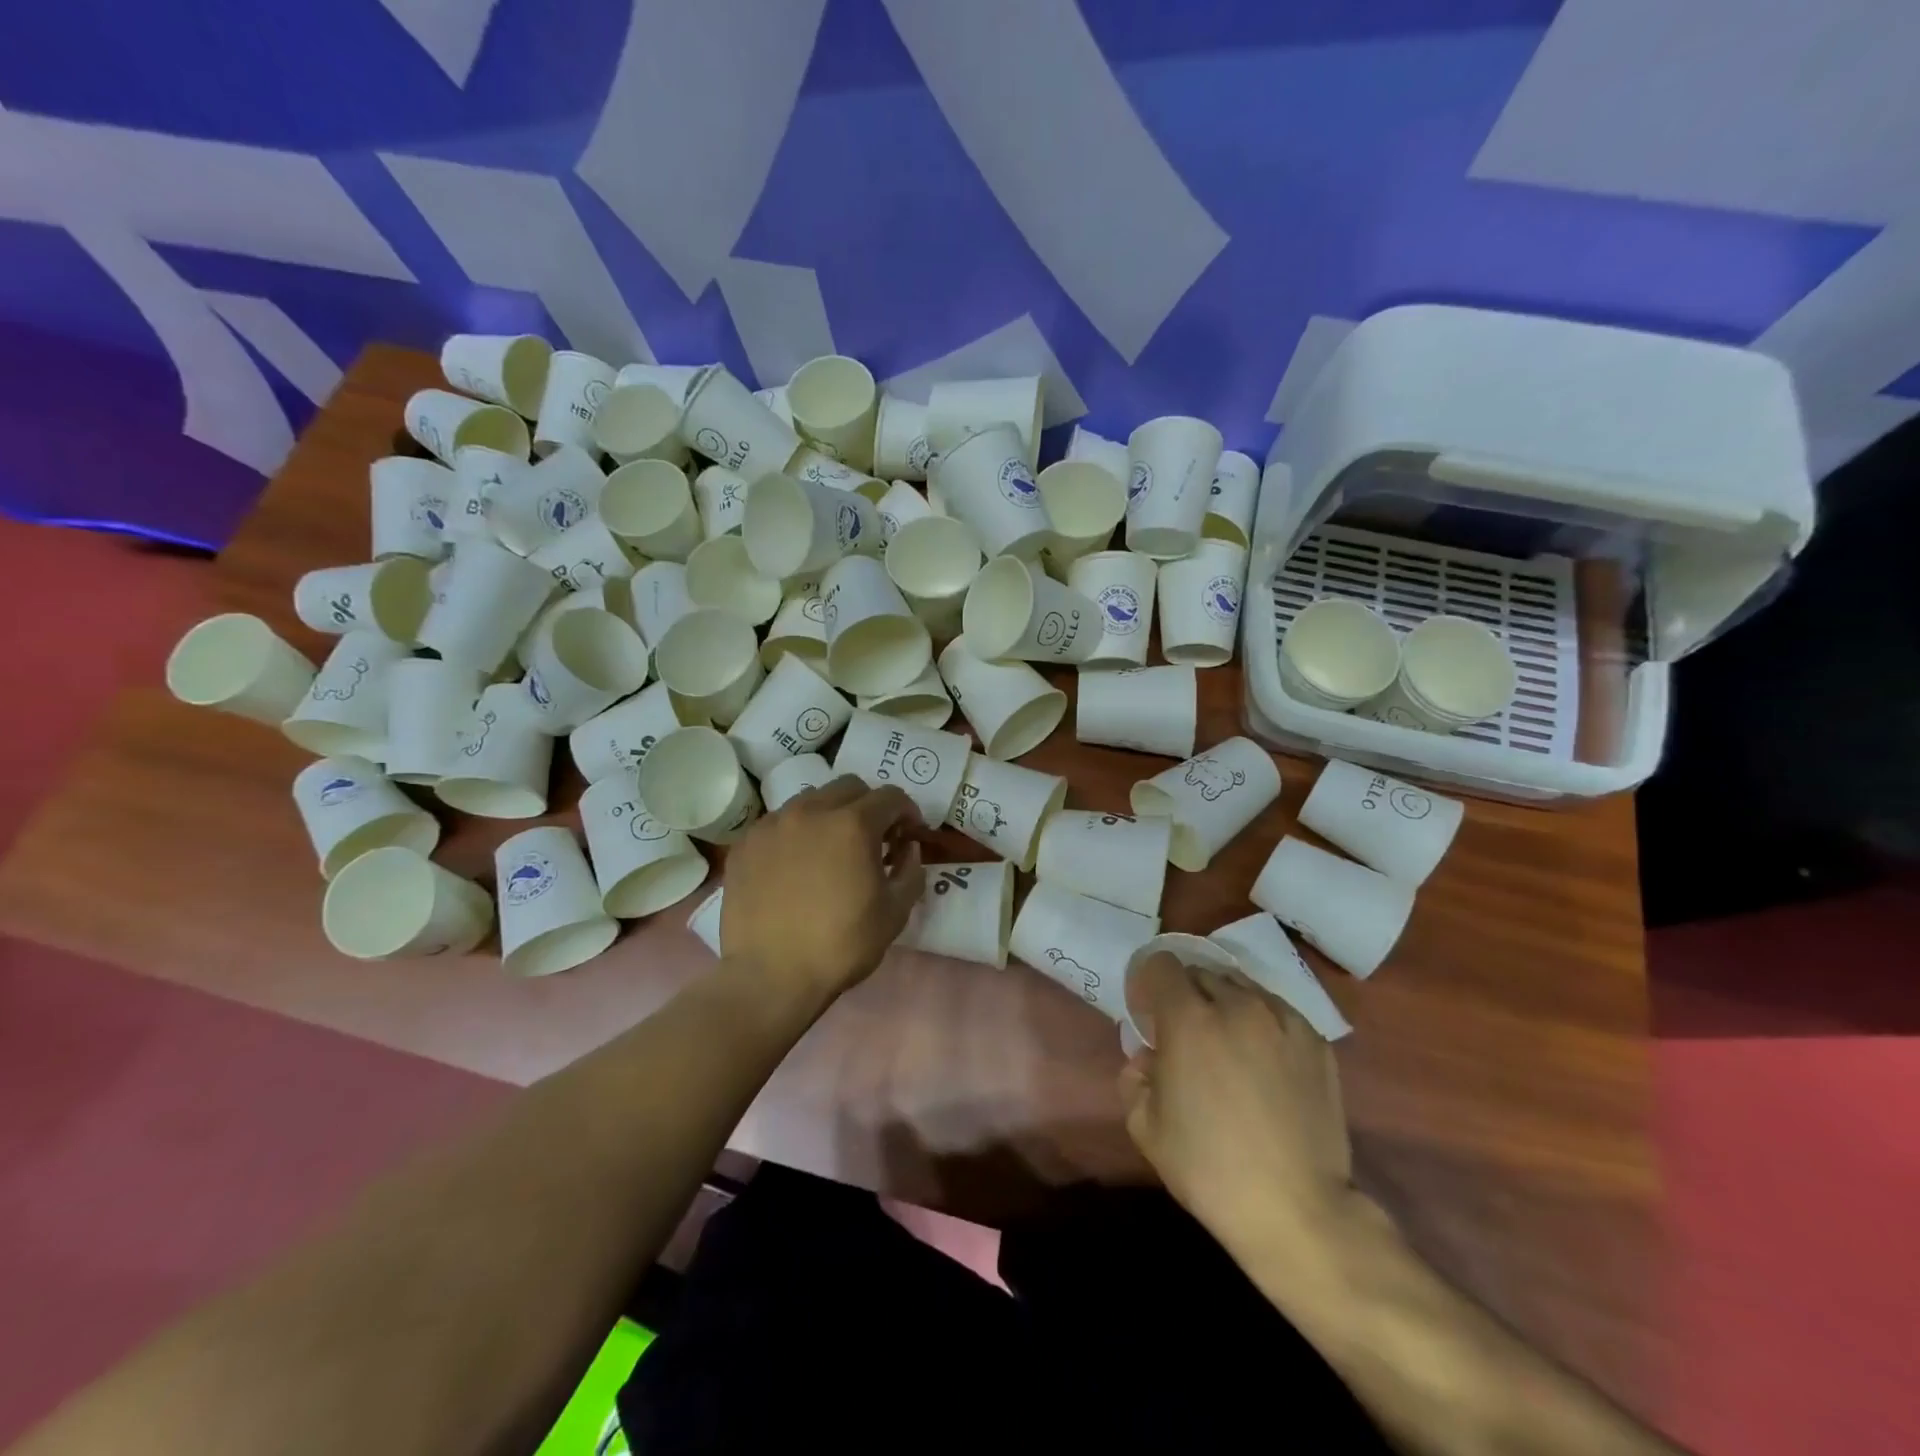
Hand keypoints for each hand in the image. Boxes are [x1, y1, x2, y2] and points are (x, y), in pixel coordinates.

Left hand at [721, 776, 923, 999]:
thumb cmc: (841, 945)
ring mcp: (773, 824)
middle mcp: (811, 811)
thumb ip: (910, 870)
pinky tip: (796, 865)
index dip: (907, 812)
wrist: (770, 976)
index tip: (909, 834)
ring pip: (811, 799)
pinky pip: (778, 823)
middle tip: (873, 838)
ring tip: (831, 848)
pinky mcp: (746, 843)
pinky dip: (796, 833)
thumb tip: (907, 848)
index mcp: (853, 824)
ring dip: (831, 814)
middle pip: (849, 787)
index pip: (890, 796)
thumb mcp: (895, 912)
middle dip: (869, 806)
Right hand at [1120, 953, 1354, 1260]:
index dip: (1149, 983)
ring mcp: (1282, 1019)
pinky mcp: (1316, 1040)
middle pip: (1201, 973)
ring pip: (1242, 987)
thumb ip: (1135, 1075)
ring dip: (1225, 1005)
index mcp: (1188, 1019)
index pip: (1161, 965)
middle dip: (1186, 995)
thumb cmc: (1210, 1169)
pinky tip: (1264, 1061)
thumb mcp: (1144, 1126)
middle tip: (1186, 1034)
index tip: (1149, 1013)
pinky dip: (1262, 1023)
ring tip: (1229, 1045)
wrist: (1299, 1211)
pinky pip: (1277, 1011)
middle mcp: (1236, 1005)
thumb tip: (1149, 1056)